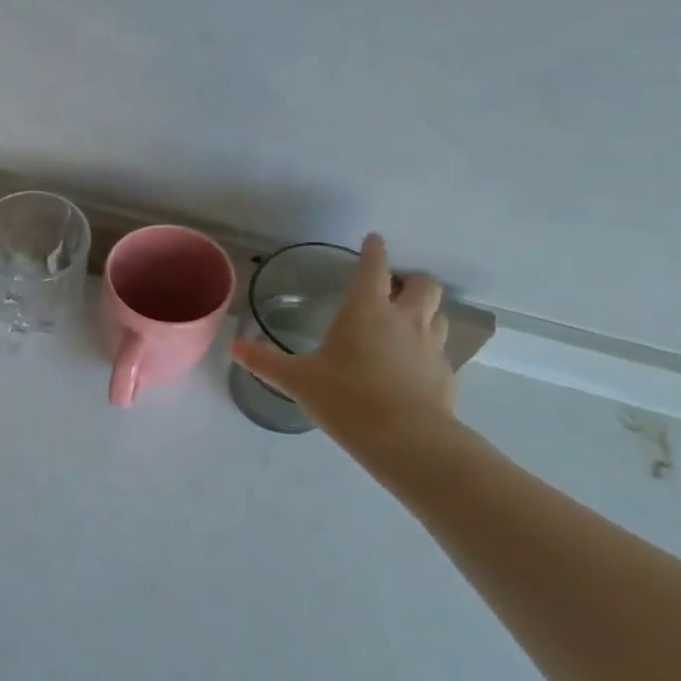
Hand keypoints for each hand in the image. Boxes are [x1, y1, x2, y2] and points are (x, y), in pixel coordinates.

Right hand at [231, 233, 456, 440]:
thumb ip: (266, 361)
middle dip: (410, 279)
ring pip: (439, 314)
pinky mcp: (446, 375)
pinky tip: (412, 365)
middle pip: (423, 285)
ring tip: (406, 321)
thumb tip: (234, 348)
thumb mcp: (298, 380)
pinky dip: (428, 348)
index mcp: (366, 311)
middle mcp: (404, 320)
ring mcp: (431, 347)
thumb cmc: (347, 398)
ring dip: (425, 310)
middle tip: (393, 286)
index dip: (373, 250)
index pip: (374, 268)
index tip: (373, 239)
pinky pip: (441, 350)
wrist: (408, 440)